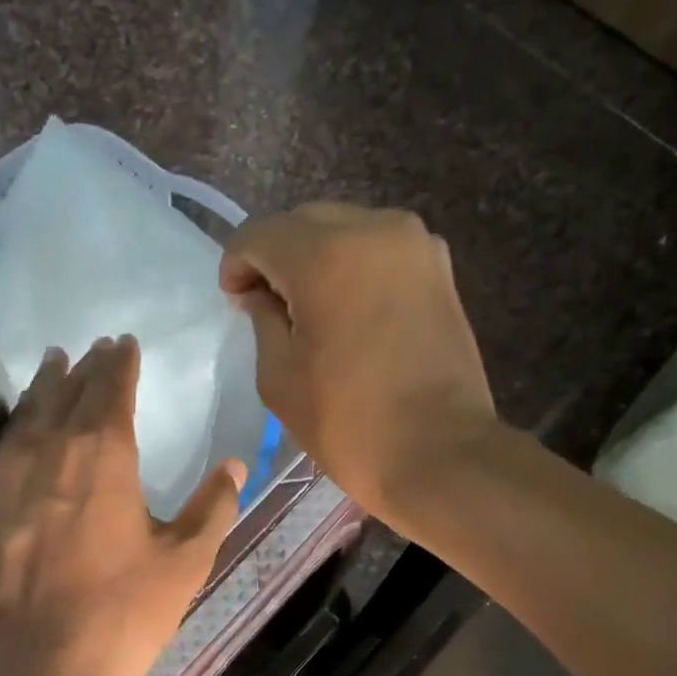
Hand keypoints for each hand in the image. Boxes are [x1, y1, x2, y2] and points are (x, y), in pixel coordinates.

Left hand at [0, 335, 244, 675]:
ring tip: (52, 364)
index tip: (124, 344)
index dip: (120, 364)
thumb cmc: (123, 612)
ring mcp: (8, 480)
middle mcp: (50, 452)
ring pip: (27, 415)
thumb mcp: (185, 561)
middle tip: (93, 348)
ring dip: (44, 386)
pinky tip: (20, 427)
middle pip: (67, 394)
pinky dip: (16, 426)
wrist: (41, 666)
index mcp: (104, 455)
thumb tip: (235, 464)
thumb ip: (213, 506)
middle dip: (84, 368)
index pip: (111, 390)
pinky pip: (2, 449)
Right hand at [220, 203, 497, 519]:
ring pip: (345, 230)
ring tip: (311, 311)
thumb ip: (262, 320)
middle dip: (277, 257)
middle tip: (268, 307)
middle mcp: (375, 230)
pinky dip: (355, 269)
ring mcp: (416, 245)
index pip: (259, 234)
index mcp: (326, 255)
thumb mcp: (280, 378)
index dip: (236, 264)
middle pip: (304, 222)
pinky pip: (380, 251)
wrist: (440, 453)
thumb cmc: (349, 423)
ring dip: (318, 259)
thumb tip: (261, 294)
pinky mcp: (439, 269)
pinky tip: (350, 312)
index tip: (236, 302)